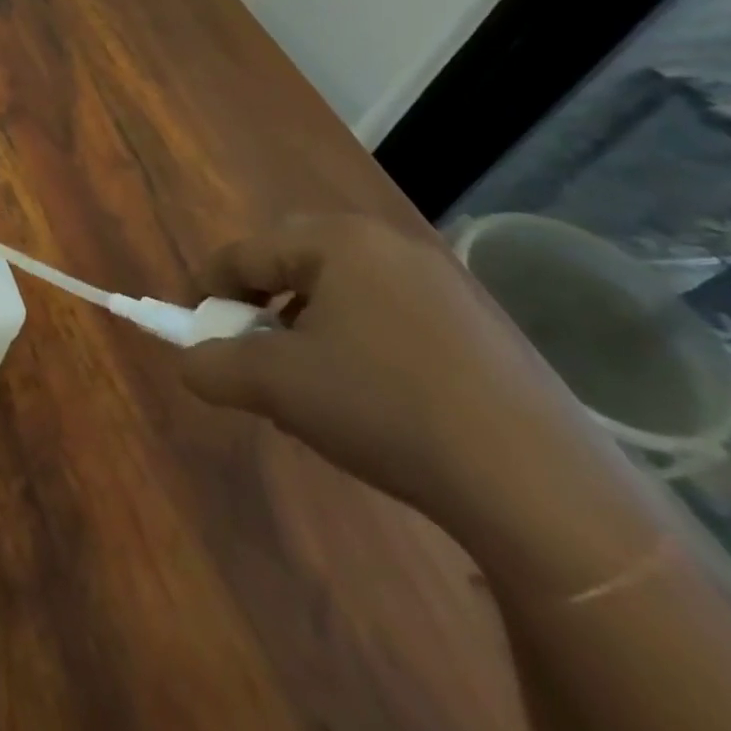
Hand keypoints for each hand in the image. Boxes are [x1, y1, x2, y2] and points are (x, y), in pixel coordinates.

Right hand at [177, 214, 587, 523]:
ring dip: (308, 324)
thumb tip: (190, 362)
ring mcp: (442, 283)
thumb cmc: (383, 408)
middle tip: (253, 350)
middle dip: (261, 303)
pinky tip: (369, 398)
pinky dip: (358, 342)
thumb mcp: (275, 386)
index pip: (244, 253)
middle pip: (293, 261)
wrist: (540, 488)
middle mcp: (389, 244)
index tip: (195, 331)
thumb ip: (212, 365)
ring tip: (308, 382)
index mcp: (336, 241)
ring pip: (343, 290)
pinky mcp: (480, 326)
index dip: (208, 290)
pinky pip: (389, 315)